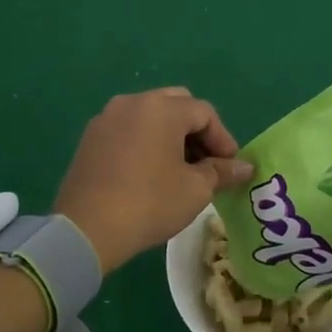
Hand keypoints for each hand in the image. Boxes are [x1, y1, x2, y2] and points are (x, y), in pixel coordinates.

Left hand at [53, 88, 253, 272]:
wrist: (86, 229)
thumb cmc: (150, 203)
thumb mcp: (195, 189)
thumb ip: (222, 171)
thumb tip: (245, 167)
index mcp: (162, 108)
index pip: (204, 113)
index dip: (223, 139)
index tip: (230, 167)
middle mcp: (133, 102)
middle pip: (176, 105)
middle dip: (197, 131)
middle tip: (207, 162)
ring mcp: (107, 118)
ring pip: (150, 115)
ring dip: (171, 135)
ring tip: (180, 169)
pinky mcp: (90, 138)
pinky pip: (128, 129)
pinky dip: (146, 142)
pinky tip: (150, 172)